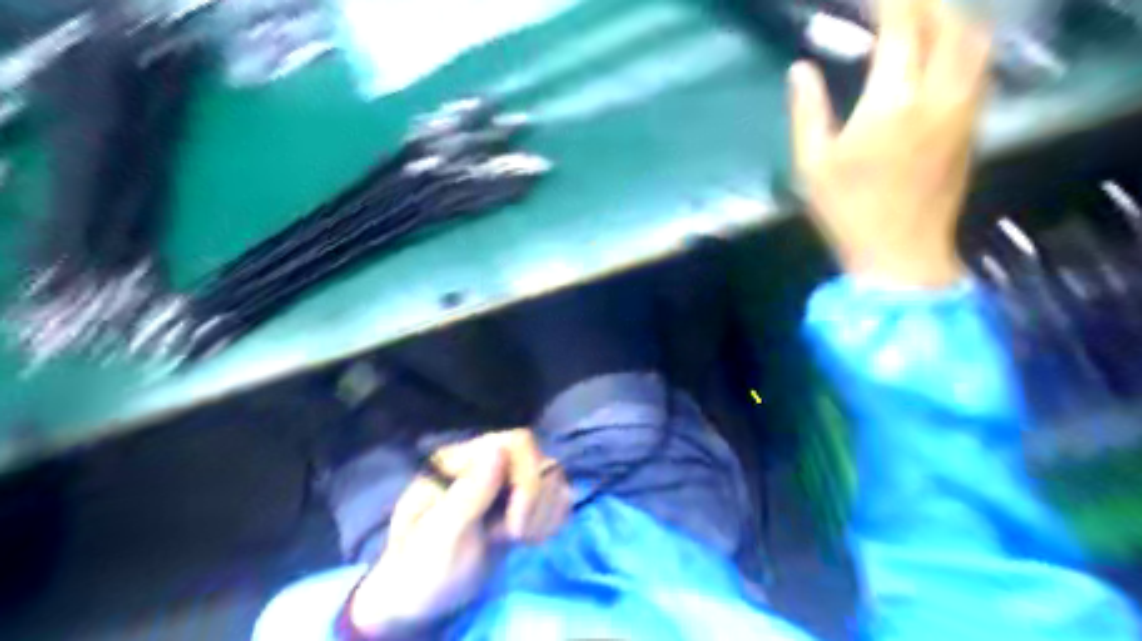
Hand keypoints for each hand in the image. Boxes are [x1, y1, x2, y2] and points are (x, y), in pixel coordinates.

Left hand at [342, 431, 565, 634]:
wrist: (421, 605)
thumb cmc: (422, 570)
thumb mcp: (441, 537)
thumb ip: (469, 493)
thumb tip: (499, 449)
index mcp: (462, 460)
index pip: (517, 444)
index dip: (528, 481)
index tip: (513, 527)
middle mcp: (487, 463)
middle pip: (540, 460)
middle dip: (534, 504)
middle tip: (513, 537)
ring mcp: (506, 483)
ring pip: (552, 478)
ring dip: (543, 515)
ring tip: (517, 540)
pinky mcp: (522, 503)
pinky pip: (557, 497)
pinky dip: (552, 519)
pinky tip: (530, 539)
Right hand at [790, 0, 996, 286]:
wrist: (900, 251)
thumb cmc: (848, 210)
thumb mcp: (812, 166)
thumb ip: (808, 112)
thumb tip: (801, 70)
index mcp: (892, 103)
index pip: (903, 27)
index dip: (890, 0)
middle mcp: (939, 94)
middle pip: (948, 22)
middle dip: (924, 2)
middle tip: (895, 3)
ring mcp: (964, 108)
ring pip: (975, 39)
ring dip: (951, 17)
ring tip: (923, 17)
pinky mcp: (973, 124)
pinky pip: (980, 65)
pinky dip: (965, 43)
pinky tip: (943, 50)